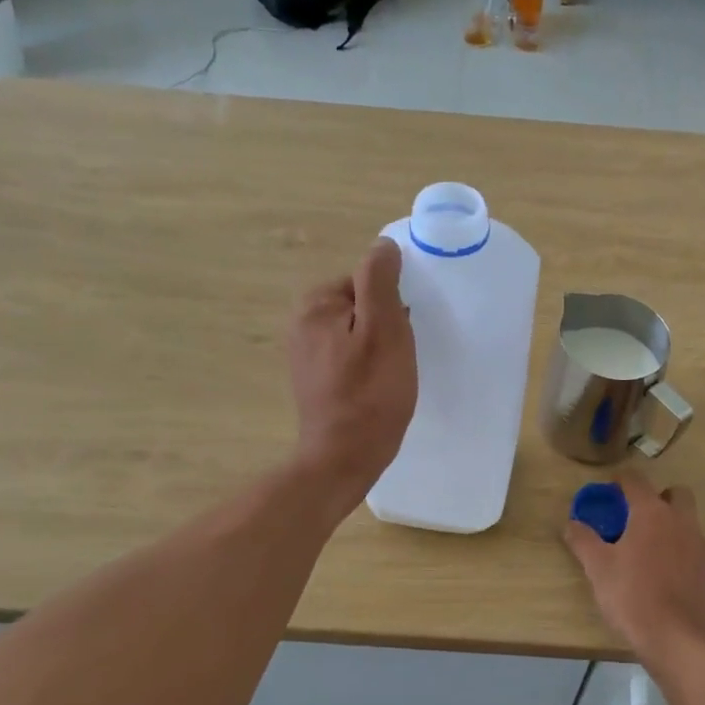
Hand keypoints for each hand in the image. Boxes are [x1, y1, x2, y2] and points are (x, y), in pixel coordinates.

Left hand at [288, 238, 416, 502]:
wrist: (344, 458)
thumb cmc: (370, 393)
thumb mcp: (385, 329)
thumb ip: (380, 281)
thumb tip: (383, 245)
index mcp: (315, 304)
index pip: (366, 281)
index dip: (393, 305)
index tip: (403, 333)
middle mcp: (301, 322)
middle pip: (361, 306)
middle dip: (386, 325)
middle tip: (400, 357)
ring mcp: (305, 353)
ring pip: (358, 333)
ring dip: (379, 347)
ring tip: (391, 375)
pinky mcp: (314, 378)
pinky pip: (349, 356)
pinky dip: (367, 366)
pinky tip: (377, 388)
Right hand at [563, 471, 704, 663]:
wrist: (680, 640)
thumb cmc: (633, 596)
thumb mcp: (597, 568)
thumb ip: (583, 540)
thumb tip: (571, 523)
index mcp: (652, 514)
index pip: (636, 481)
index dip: (621, 480)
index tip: (611, 489)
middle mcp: (683, 523)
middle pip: (676, 494)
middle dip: (659, 499)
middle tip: (638, 520)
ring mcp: (704, 549)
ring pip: (690, 527)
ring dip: (673, 532)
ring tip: (652, 557)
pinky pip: (700, 558)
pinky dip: (687, 563)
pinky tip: (673, 585)